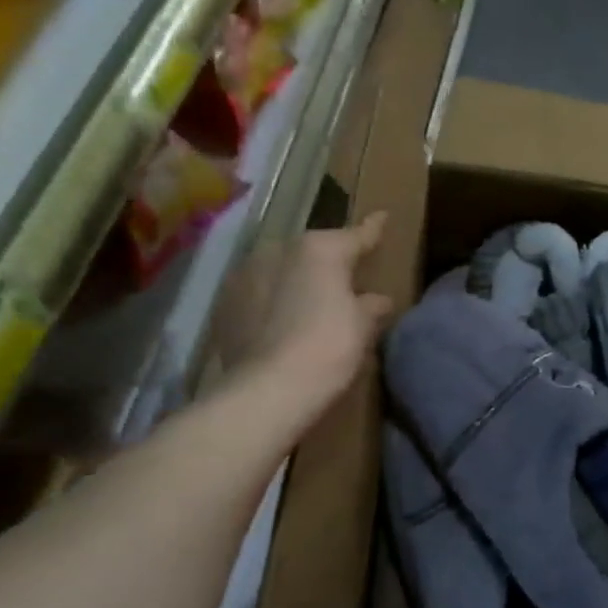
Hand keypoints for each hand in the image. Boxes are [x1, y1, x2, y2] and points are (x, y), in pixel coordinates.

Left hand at [217, 213, 392, 422]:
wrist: (268, 389)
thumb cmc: (328, 348)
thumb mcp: (362, 327)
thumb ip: (371, 306)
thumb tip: (378, 300)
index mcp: (319, 250)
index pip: (355, 236)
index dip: (372, 230)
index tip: (381, 217)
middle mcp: (278, 250)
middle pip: (312, 252)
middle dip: (328, 263)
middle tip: (345, 281)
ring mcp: (245, 275)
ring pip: (281, 270)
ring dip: (296, 281)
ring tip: (310, 303)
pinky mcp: (225, 304)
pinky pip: (259, 294)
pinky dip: (272, 302)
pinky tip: (282, 322)